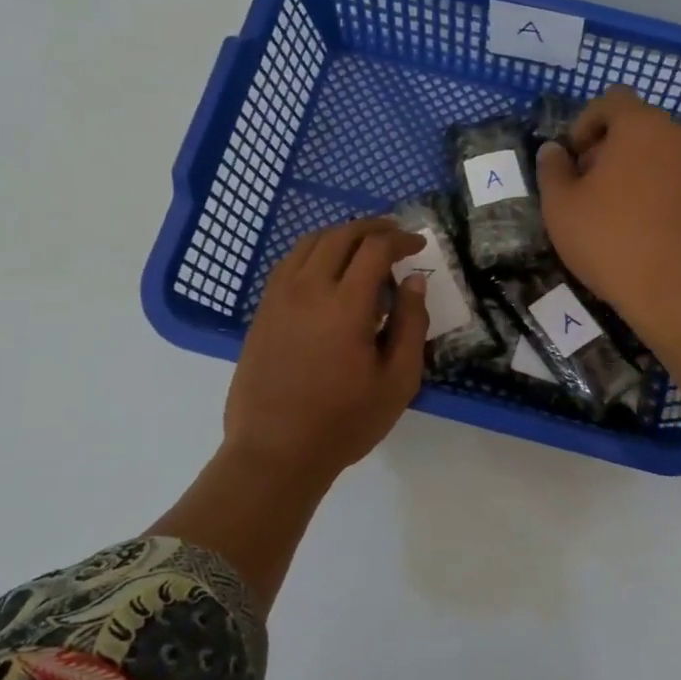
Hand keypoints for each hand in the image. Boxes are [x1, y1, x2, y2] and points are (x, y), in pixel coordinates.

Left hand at [224, 218, 429, 482]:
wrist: (276, 452)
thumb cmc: (345, 421)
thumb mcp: (397, 380)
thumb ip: (411, 325)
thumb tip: (414, 280)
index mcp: (345, 305)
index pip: (374, 248)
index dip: (400, 239)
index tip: (418, 244)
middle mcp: (308, 289)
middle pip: (340, 235)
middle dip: (372, 228)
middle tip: (395, 235)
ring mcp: (279, 298)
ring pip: (309, 243)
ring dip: (340, 235)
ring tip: (362, 246)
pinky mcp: (263, 311)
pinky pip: (288, 263)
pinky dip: (313, 252)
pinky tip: (326, 269)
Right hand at [535, 86, 680, 342]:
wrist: (676, 290)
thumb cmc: (610, 240)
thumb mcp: (561, 206)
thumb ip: (552, 169)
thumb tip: (554, 150)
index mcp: (640, 125)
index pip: (611, 100)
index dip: (584, 122)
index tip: (572, 158)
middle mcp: (675, 135)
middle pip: (634, 124)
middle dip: (605, 146)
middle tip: (584, 184)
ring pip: (654, 151)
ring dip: (628, 168)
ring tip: (607, 208)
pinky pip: (670, 176)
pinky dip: (650, 187)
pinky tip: (634, 224)